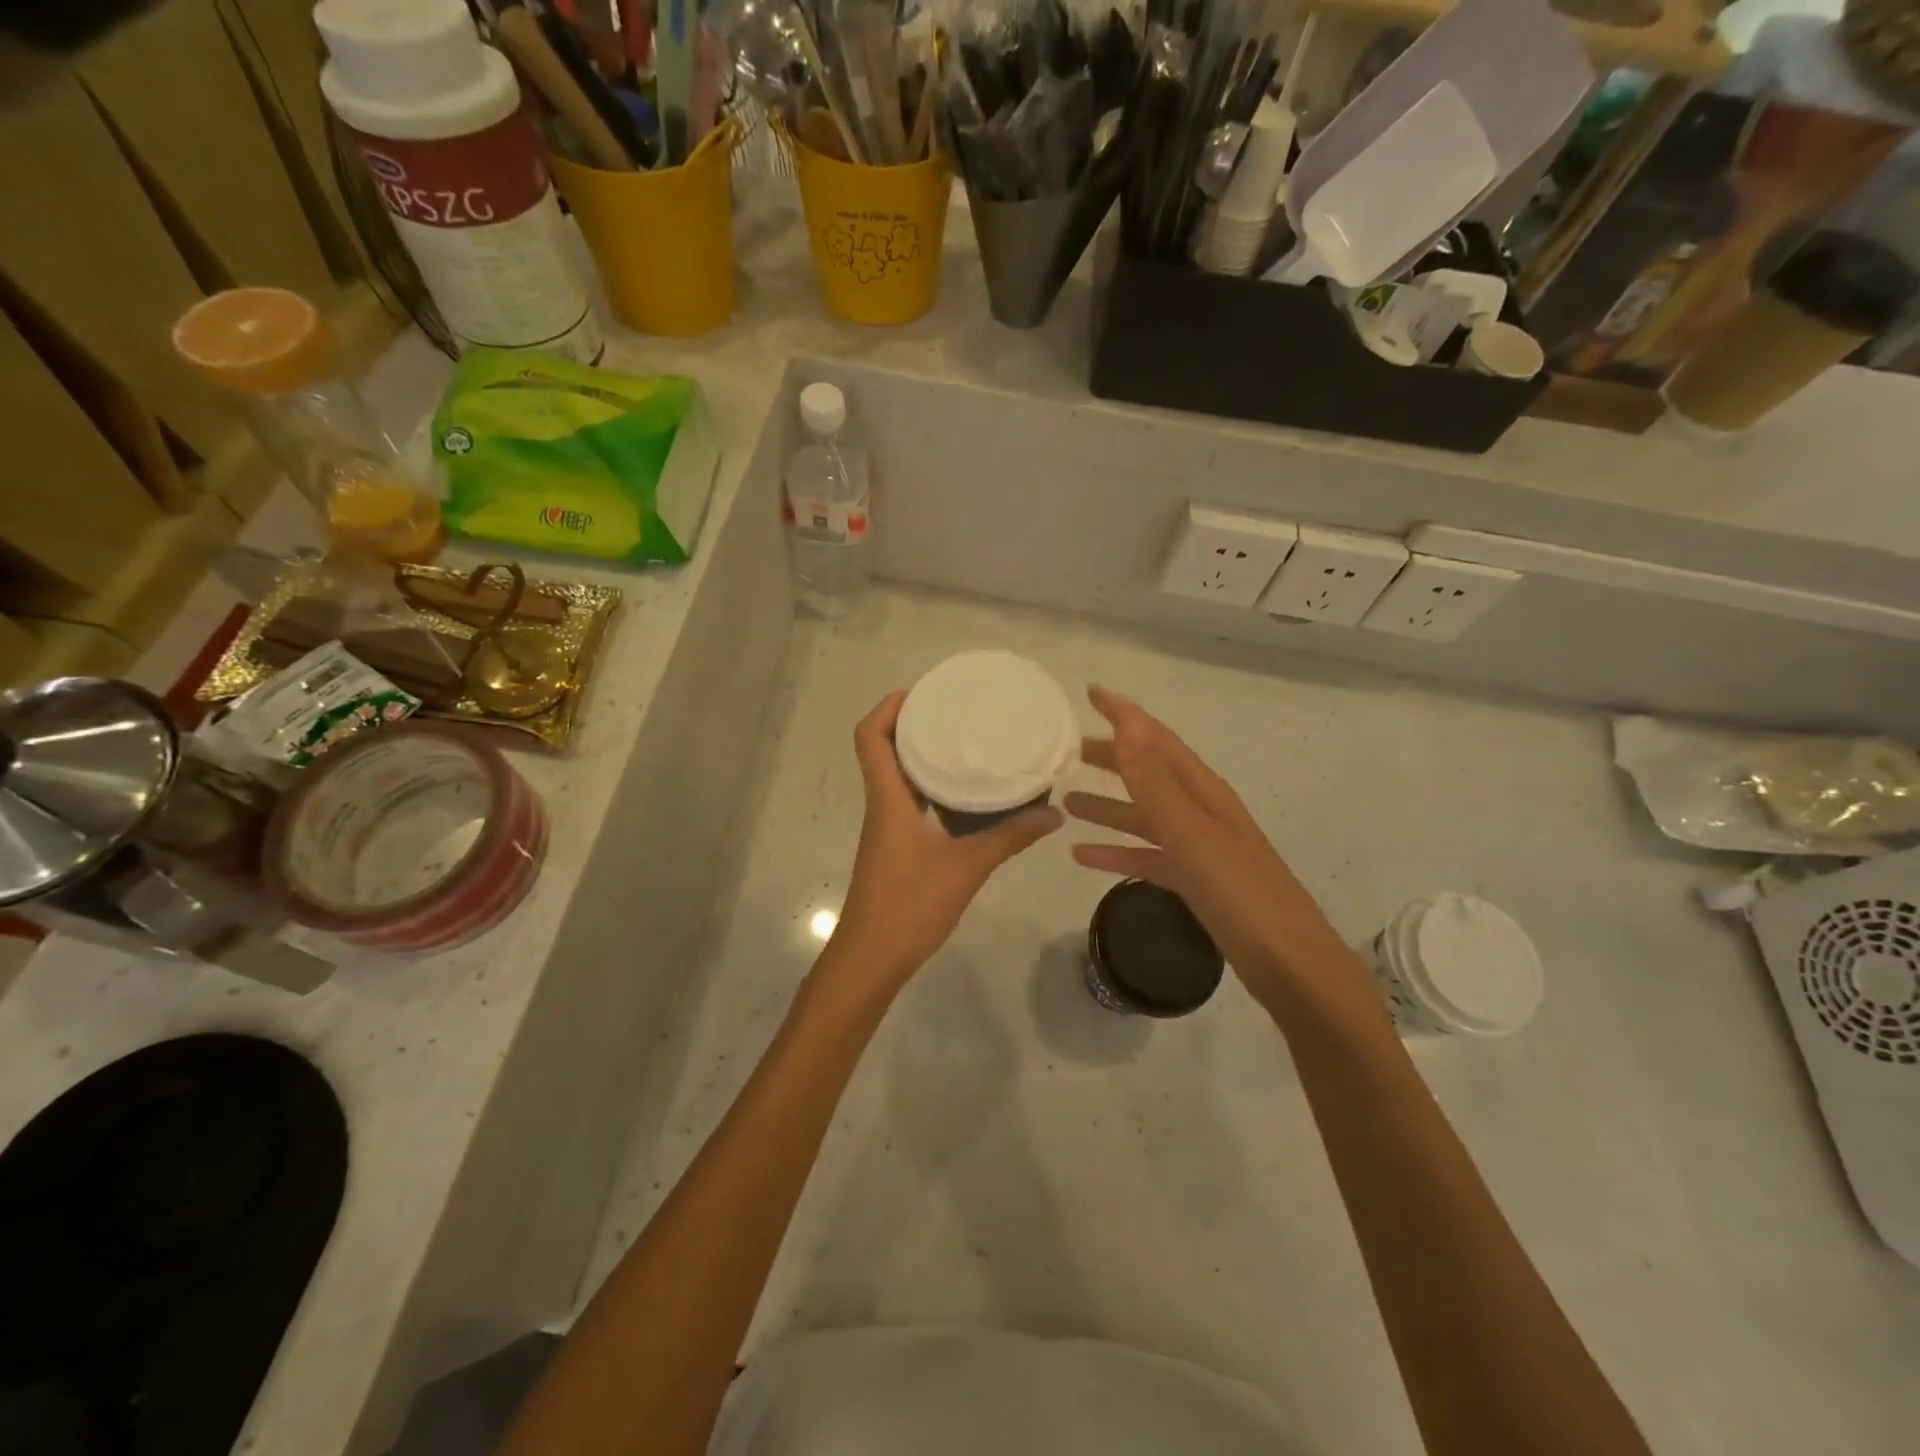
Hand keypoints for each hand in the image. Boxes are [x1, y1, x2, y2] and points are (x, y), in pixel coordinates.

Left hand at [828, 691, 1062, 991]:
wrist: (872, 958)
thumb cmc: (910, 905)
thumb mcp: (967, 868)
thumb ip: (1010, 838)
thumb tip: (1054, 814)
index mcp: (888, 799)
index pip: (869, 737)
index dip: (887, 707)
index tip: (922, 693)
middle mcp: (882, 805)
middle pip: (882, 749)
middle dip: (912, 724)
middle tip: (955, 712)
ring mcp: (886, 828)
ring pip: (896, 776)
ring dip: (921, 755)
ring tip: (965, 744)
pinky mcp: (895, 847)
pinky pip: (908, 801)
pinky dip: (930, 787)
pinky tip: (964, 796)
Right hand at [1065, 686, 1349, 997]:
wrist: (1288, 964)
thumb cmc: (1239, 892)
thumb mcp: (1192, 833)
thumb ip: (1155, 781)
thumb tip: (1127, 724)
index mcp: (1203, 791)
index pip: (1158, 739)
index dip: (1126, 714)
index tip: (1090, 693)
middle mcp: (1200, 811)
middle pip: (1148, 773)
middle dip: (1110, 758)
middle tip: (1066, 752)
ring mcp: (1197, 848)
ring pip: (1143, 816)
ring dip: (1107, 806)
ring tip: (1065, 803)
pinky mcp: (1193, 881)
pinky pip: (1146, 857)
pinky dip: (1116, 853)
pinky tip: (1083, 857)